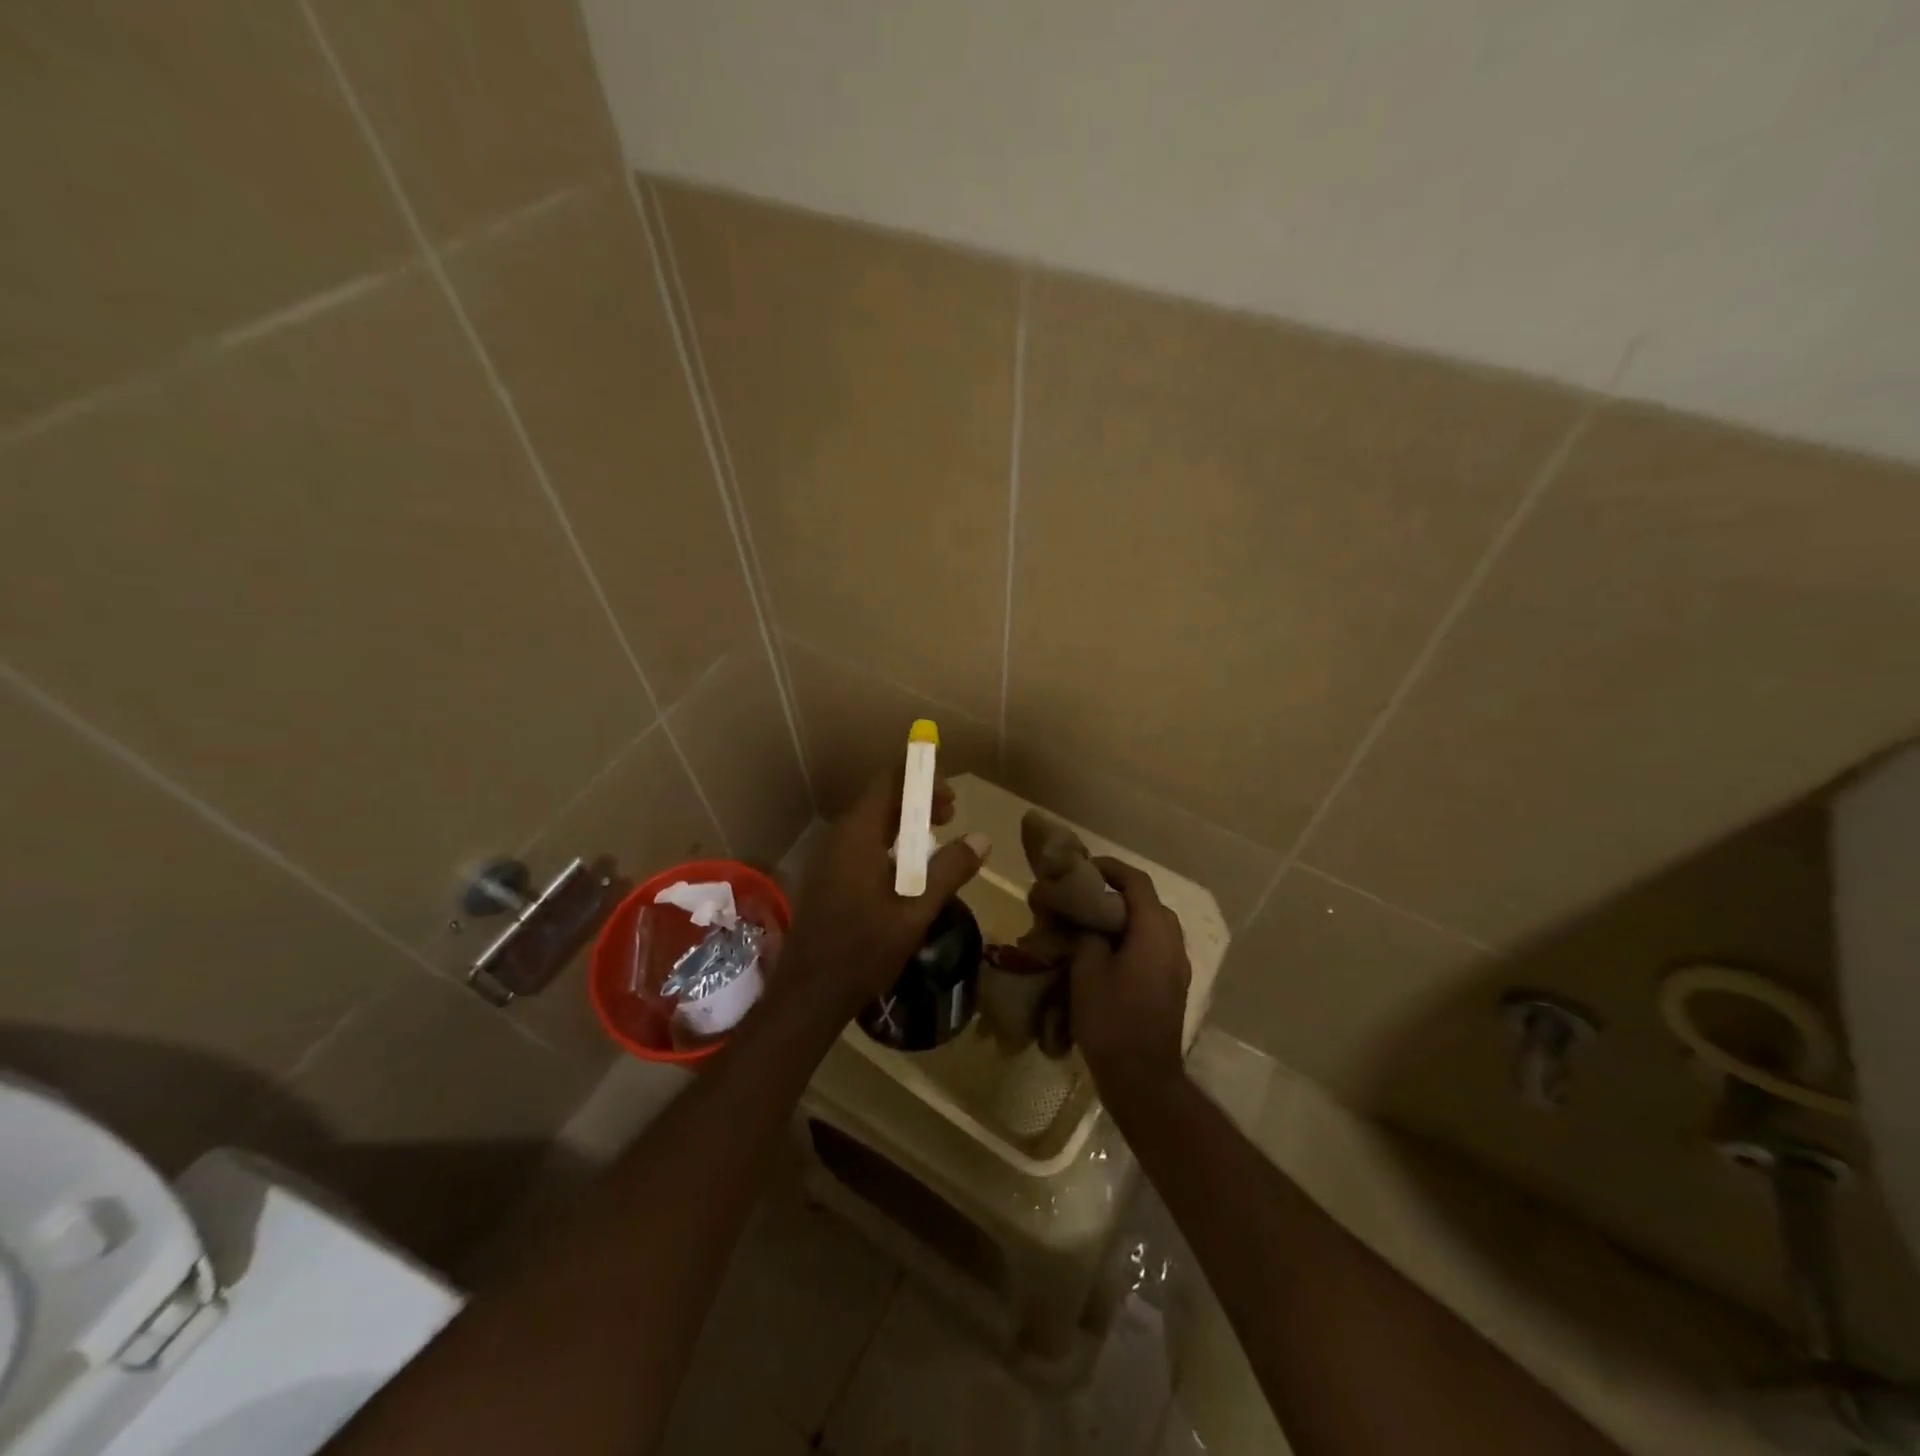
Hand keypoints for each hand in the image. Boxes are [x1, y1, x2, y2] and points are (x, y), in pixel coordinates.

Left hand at [780, 770, 989, 1016]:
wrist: (809, 994)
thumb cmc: (864, 949)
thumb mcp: (916, 910)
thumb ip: (949, 870)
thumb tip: (981, 838)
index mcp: (858, 834)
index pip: (889, 782)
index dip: (922, 780)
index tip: (952, 799)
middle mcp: (839, 837)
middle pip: (880, 800)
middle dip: (917, 802)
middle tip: (950, 817)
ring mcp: (829, 858)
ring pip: (871, 824)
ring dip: (904, 824)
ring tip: (935, 843)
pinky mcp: (827, 878)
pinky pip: (861, 845)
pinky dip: (888, 844)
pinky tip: (907, 872)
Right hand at [1070, 858, 1190, 1105]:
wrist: (1143, 1078)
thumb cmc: (1112, 1019)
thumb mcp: (1087, 970)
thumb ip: (1088, 934)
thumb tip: (1086, 918)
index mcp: (1155, 931)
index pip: (1137, 882)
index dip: (1111, 868)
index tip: (1084, 867)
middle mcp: (1173, 942)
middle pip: (1148, 902)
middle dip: (1118, 892)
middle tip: (1085, 895)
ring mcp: (1178, 966)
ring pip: (1153, 926)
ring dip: (1126, 917)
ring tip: (1092, 923)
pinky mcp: (1173, 986)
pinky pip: (1154, 947)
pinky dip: (1132, 938)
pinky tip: (1107, 953)